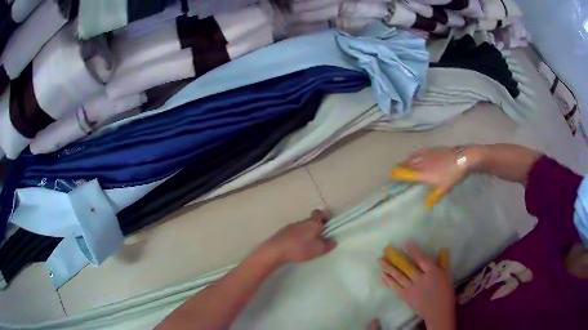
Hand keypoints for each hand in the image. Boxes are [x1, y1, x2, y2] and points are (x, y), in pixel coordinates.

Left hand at [261, 210, 336, 263]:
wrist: (276, 250)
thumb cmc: (300, 248)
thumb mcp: (317, 249)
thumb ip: (326, 245)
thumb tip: (333, 241)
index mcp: (312, 223)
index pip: (319, 213)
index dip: (324, 217)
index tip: (326, 226)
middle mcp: (302, 222)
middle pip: (311, 221)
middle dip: (315, 228)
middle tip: (318, 239)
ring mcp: (291, 226)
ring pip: (301, 227)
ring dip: (305, 233)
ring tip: (306, 245)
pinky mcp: (282, 232)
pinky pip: (293, 233)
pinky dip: (296, 238)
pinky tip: (295, 247)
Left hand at [379, 242, 455, 329]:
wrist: (438, 311)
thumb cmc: (445, 292)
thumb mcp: (446, 275)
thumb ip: (442, 263)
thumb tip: (442, 250)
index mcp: (432, 272)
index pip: (421, 259)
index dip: (414, 250)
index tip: (406, 243)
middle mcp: (421, 279)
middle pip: (406, 267)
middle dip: (395, 259)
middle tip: (385, 252)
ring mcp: (412, 288)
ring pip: (399, 276)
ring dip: (388, 268)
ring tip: (380, 261)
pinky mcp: (406, 297)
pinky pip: (396, 287)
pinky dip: (389, 281)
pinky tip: (383, 276)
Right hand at [398, 147, 469, 200]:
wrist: (462, 158)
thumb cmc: (453, 175)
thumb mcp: (444, 188)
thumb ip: (434, 196)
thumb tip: (426, 206)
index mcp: (423, 173)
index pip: (406, 172)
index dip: (398, 173)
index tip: (391, 174)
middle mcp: (422, 163)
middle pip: (407, 164)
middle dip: (400, 167)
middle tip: (396, 170)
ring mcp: (426, 154)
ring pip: (412, 157)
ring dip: (406, 161)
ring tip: (403, 164)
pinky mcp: (432, 149)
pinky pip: (419, 151)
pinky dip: (414, 154)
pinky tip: (414, 155)